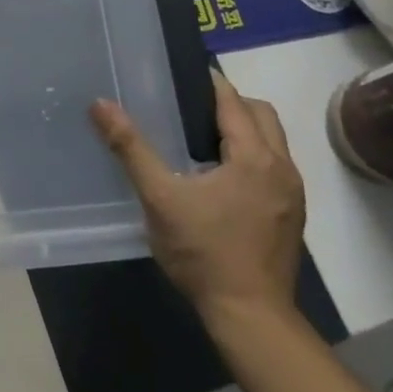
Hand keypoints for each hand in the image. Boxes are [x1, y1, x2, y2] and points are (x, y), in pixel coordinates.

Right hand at [90, 73, 303, 322]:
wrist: (250, 317)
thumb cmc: (204, 252)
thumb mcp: (159, 198)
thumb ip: (131, 148)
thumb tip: (101, 105)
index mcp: (254, 156)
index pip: (233, 101)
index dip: (209, 82)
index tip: (180, 74)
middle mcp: (282, 167)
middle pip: (261, 114)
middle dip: (230, 103)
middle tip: (190, 108)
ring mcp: (291, 194)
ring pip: (272, 141)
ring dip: (244, 130)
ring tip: (202, 139)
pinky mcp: (291, 216)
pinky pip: (274, 167)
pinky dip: (252, 156)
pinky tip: (221, 177)